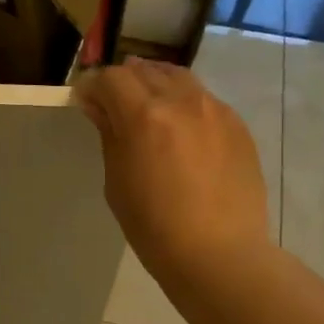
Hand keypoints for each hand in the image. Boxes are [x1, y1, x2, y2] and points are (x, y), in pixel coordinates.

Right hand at [76, 58, 270, 283]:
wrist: (219, 253)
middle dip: (124, 81)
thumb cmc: (154, 227)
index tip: (85, 100)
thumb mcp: (117, 182)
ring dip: (157, 84)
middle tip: (113, 103)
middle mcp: (182, 101)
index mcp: (145, 115)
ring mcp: (216, 110)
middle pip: (146, 71)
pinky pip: (205, 100)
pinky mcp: (238, 126)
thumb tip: (99, 106)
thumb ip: (110, 135)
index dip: (93, 85)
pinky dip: (185, 103)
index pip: (112, 78)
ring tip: (148, 107)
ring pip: (179, 78)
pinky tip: (182, 130)